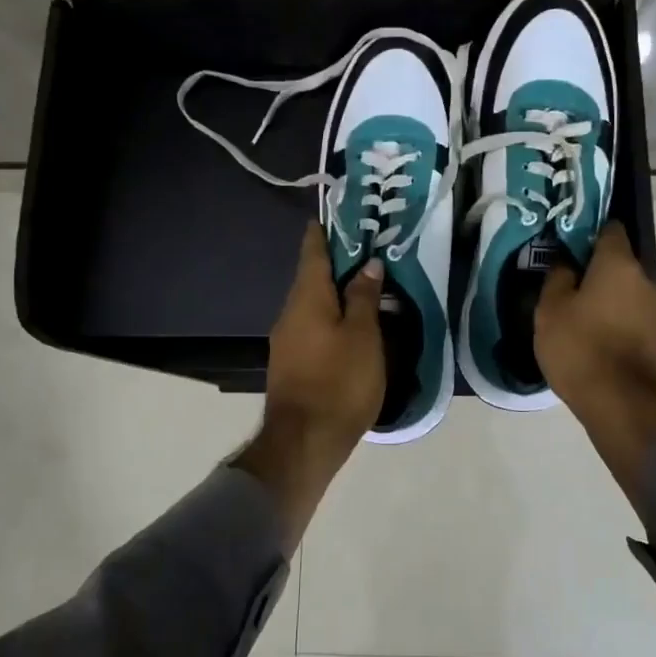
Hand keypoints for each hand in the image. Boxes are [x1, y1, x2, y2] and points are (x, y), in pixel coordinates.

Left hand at [233, 225, 383, 545]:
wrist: (304, 441)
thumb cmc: (339, 382)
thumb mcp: (363, 336)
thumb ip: (364, 297)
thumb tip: (368, 264)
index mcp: (307, 298)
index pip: (313, 253)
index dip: (323, 232)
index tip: (332, 215)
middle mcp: (290, 312)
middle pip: (312, 278)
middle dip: (335, 263)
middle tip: (364, 251)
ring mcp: (287, 339)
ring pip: (312, 304)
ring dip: (334, 293)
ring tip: (364, 287)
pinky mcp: (291, 363)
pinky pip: (312, 326)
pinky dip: (330, 317)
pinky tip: (350, 325)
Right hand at [535, 224, 655, 496]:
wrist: (622, 404)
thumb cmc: (580, 347)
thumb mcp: (550, 309)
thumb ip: (557, 277)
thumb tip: (567, 262)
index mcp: (619, 264)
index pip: (610, 229)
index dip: (588, 232)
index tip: (568, 244)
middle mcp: (645, 280)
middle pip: (618, 263)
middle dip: (595, 270)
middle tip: (566, 283)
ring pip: (626, 292)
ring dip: (606, 298)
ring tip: (578, 314)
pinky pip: (631, 317)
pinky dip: (615, 320)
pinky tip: (594, 336)